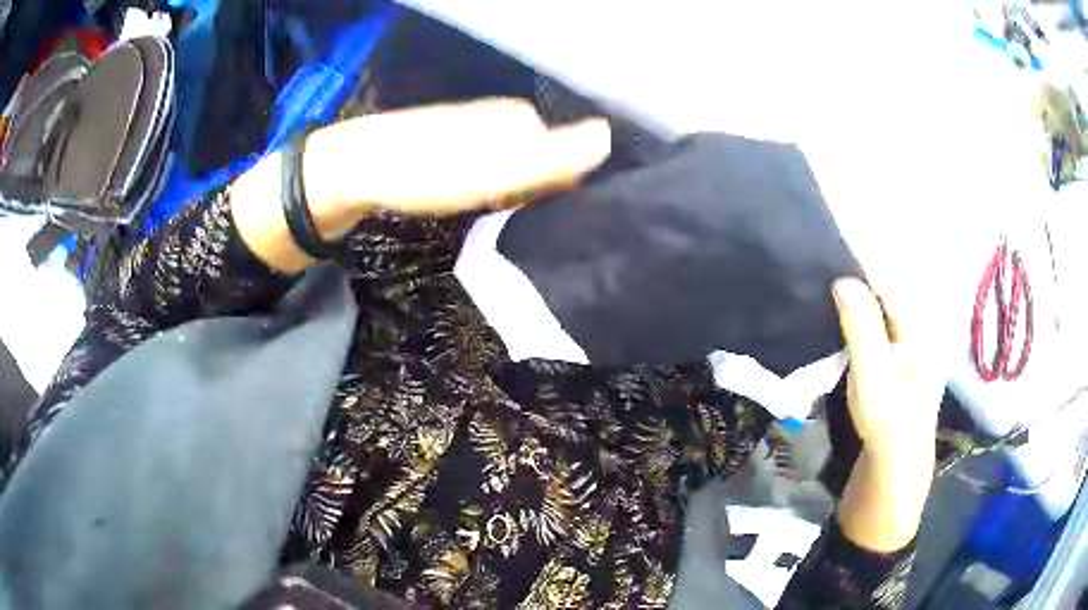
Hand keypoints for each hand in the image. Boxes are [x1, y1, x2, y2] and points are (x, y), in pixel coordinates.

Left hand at [232, 99, 610, 272]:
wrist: (356, 170)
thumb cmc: (428, 170)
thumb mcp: (498, 167)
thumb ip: (553, 156)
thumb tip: (606, 137)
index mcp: (517, 118)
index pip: (564, 155)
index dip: (561, 188)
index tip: (545, 215)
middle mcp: (498, 121)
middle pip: (539, 161)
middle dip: (538, 190)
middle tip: (520, 220)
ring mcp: (472, 134)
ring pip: (512, 167)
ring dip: (513, 192)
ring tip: (499, 216)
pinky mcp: (450, 151)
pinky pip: (486, 172)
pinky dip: (488, 190)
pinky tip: (475, 204)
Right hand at [831, 277, 945, 551]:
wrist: (893, 468)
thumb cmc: (887, 420)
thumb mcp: (873, 373)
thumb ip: (862, 325)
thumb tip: (842, 278)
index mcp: (920, 328)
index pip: (888, 286)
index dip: (858, 279)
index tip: (826, 278)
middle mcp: (919, 332)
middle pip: (884, 300)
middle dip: (855, 296)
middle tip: (821, 297)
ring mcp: (909, 350)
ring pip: (879, 319)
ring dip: (855, 315)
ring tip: (826, 313)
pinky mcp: (897, 366)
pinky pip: (877, 336)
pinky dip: (859, 332)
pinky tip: (841, 339)